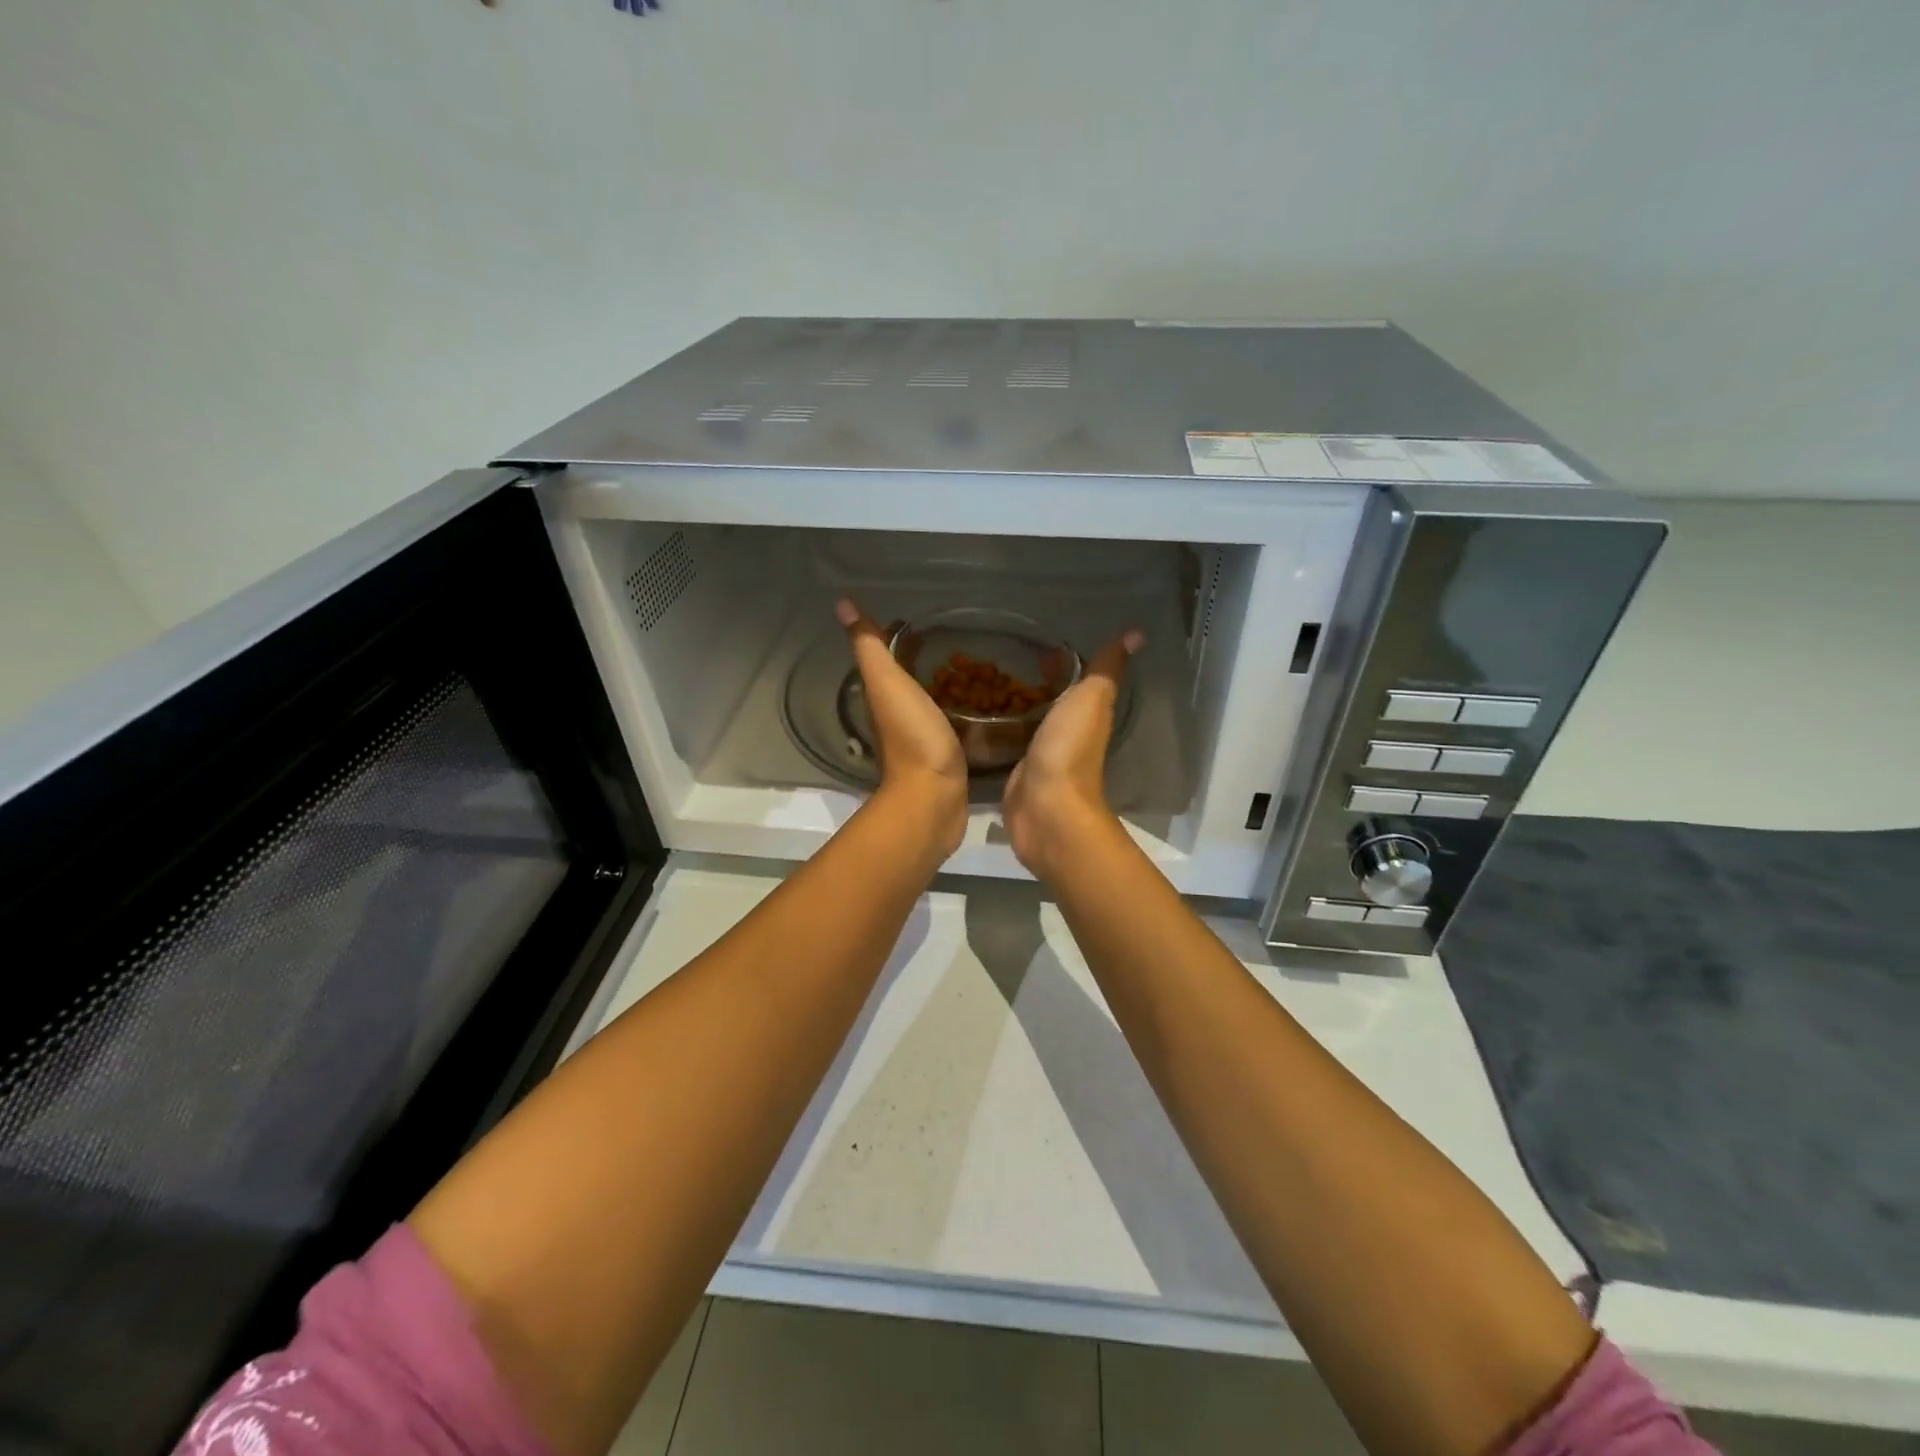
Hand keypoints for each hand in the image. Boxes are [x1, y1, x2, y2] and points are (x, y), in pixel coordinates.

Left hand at [836, 599, 968, 857]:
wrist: (933, 798)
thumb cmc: (912, 737)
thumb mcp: (888, 684)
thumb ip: (870, 647)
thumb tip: (843, 604)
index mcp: (883, 697)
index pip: (888, 658)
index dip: (899, 637)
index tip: (920, 621)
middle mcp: (898, 716)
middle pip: (909, 680)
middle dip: (926, 661)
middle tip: (955, 641)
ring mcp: (922, 738)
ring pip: (931, 702)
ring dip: (944, 686)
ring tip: (974, 667)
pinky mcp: (946, 756)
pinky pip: (951, 724)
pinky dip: (960, 711)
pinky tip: (980, 706)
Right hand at [1002, 629, 1143, 881]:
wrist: (1046, 808)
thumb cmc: (1070, 749)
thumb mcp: (1091, 699)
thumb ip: (1106, 668)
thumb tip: (1136, 633)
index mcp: (1086, 714)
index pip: (1076, 681)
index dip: (1063, 663)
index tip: (1039, 647)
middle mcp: (1066, 734)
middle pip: (1052, 702)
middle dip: (1035, 684)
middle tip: (1003, 663)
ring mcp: (1041, 755)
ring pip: (1030, 723)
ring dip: (1016, 707)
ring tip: (984, 685)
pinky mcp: (1018, 773)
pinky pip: (1010, 745)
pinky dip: (1000, 731)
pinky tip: (978, 721)